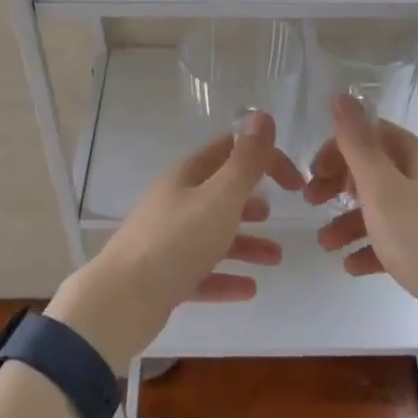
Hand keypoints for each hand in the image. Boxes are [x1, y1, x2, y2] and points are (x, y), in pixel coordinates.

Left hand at [47, 111, 302, 370]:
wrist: (121, 300)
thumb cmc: (177, 241)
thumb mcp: (220, 197)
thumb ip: (246, 161)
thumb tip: (262, 116)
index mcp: (187, 175)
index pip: (231, 151)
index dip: (265, 160)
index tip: (296, 184)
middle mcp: (176, 201)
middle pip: (221, 192)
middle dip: (253, 201)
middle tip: (282, 214)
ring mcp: (168, 238)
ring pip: (214, 233)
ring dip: (246, 242)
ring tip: (275, 258)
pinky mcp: (164, 275)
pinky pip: (202, 271)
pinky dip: (226, 276)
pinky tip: (249, 289)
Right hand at [303, 94, 417, 336]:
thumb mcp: (382, 188)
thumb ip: (358, 144)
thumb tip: (342, 95)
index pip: (373, 135)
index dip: (338, 149)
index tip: (312, 173)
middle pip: (377, 170)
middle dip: (339, 185)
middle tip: (311, 202)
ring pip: (384, 207)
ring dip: (350, 221)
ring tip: (325, 244)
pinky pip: (397, 238)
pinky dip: (372, 247)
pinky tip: (351, 266)